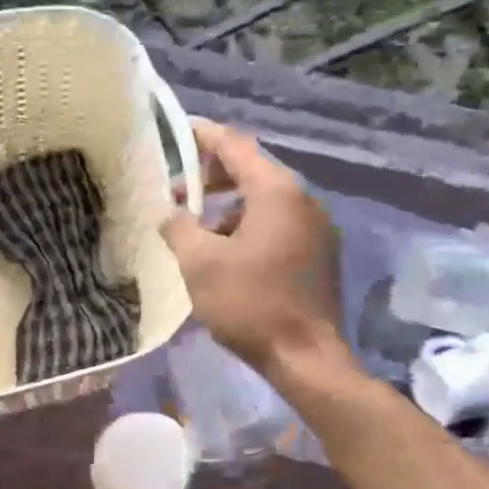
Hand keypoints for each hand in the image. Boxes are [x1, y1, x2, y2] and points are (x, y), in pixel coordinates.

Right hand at [161, 119, 346, 379]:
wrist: (306, 357)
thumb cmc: (250, 304)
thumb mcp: (200, 264)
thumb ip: (178, 228)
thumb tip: (170, 213)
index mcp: (277, 192)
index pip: (235, 146)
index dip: (203, 136)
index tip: (177, 131)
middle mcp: (303, 200)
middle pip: (253, 171)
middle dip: (212, 176)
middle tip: (178, 189)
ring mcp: (316, 228)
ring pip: (265, 202)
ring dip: (228, 208)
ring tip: (197, 231)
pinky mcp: (318, 255)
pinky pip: (278, 225)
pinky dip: (248, 227)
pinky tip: (226, 256)